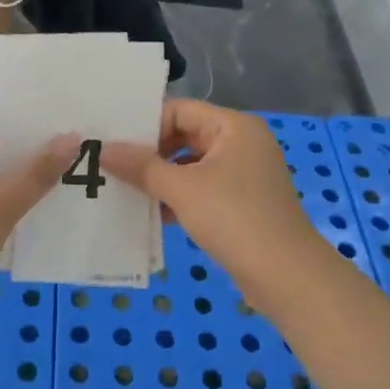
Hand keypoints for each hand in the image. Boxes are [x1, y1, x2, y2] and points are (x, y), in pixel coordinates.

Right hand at [106, 100, 325, 300]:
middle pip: (185, 136)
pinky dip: (178, 198)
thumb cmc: (235, 219)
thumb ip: (141, 167)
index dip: (146, 125)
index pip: (180, 110)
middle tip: (112, 166)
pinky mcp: (242, 204)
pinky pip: (202, 190)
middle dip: (150, 154)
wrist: (287, 277)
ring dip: (161, 178)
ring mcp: (244, 175)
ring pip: (191, 166)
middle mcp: (241, 143)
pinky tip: (150, 214)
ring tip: (124, 190)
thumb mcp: (182, 189)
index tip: (114, 143)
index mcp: (233, 127)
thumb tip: (102, 149)